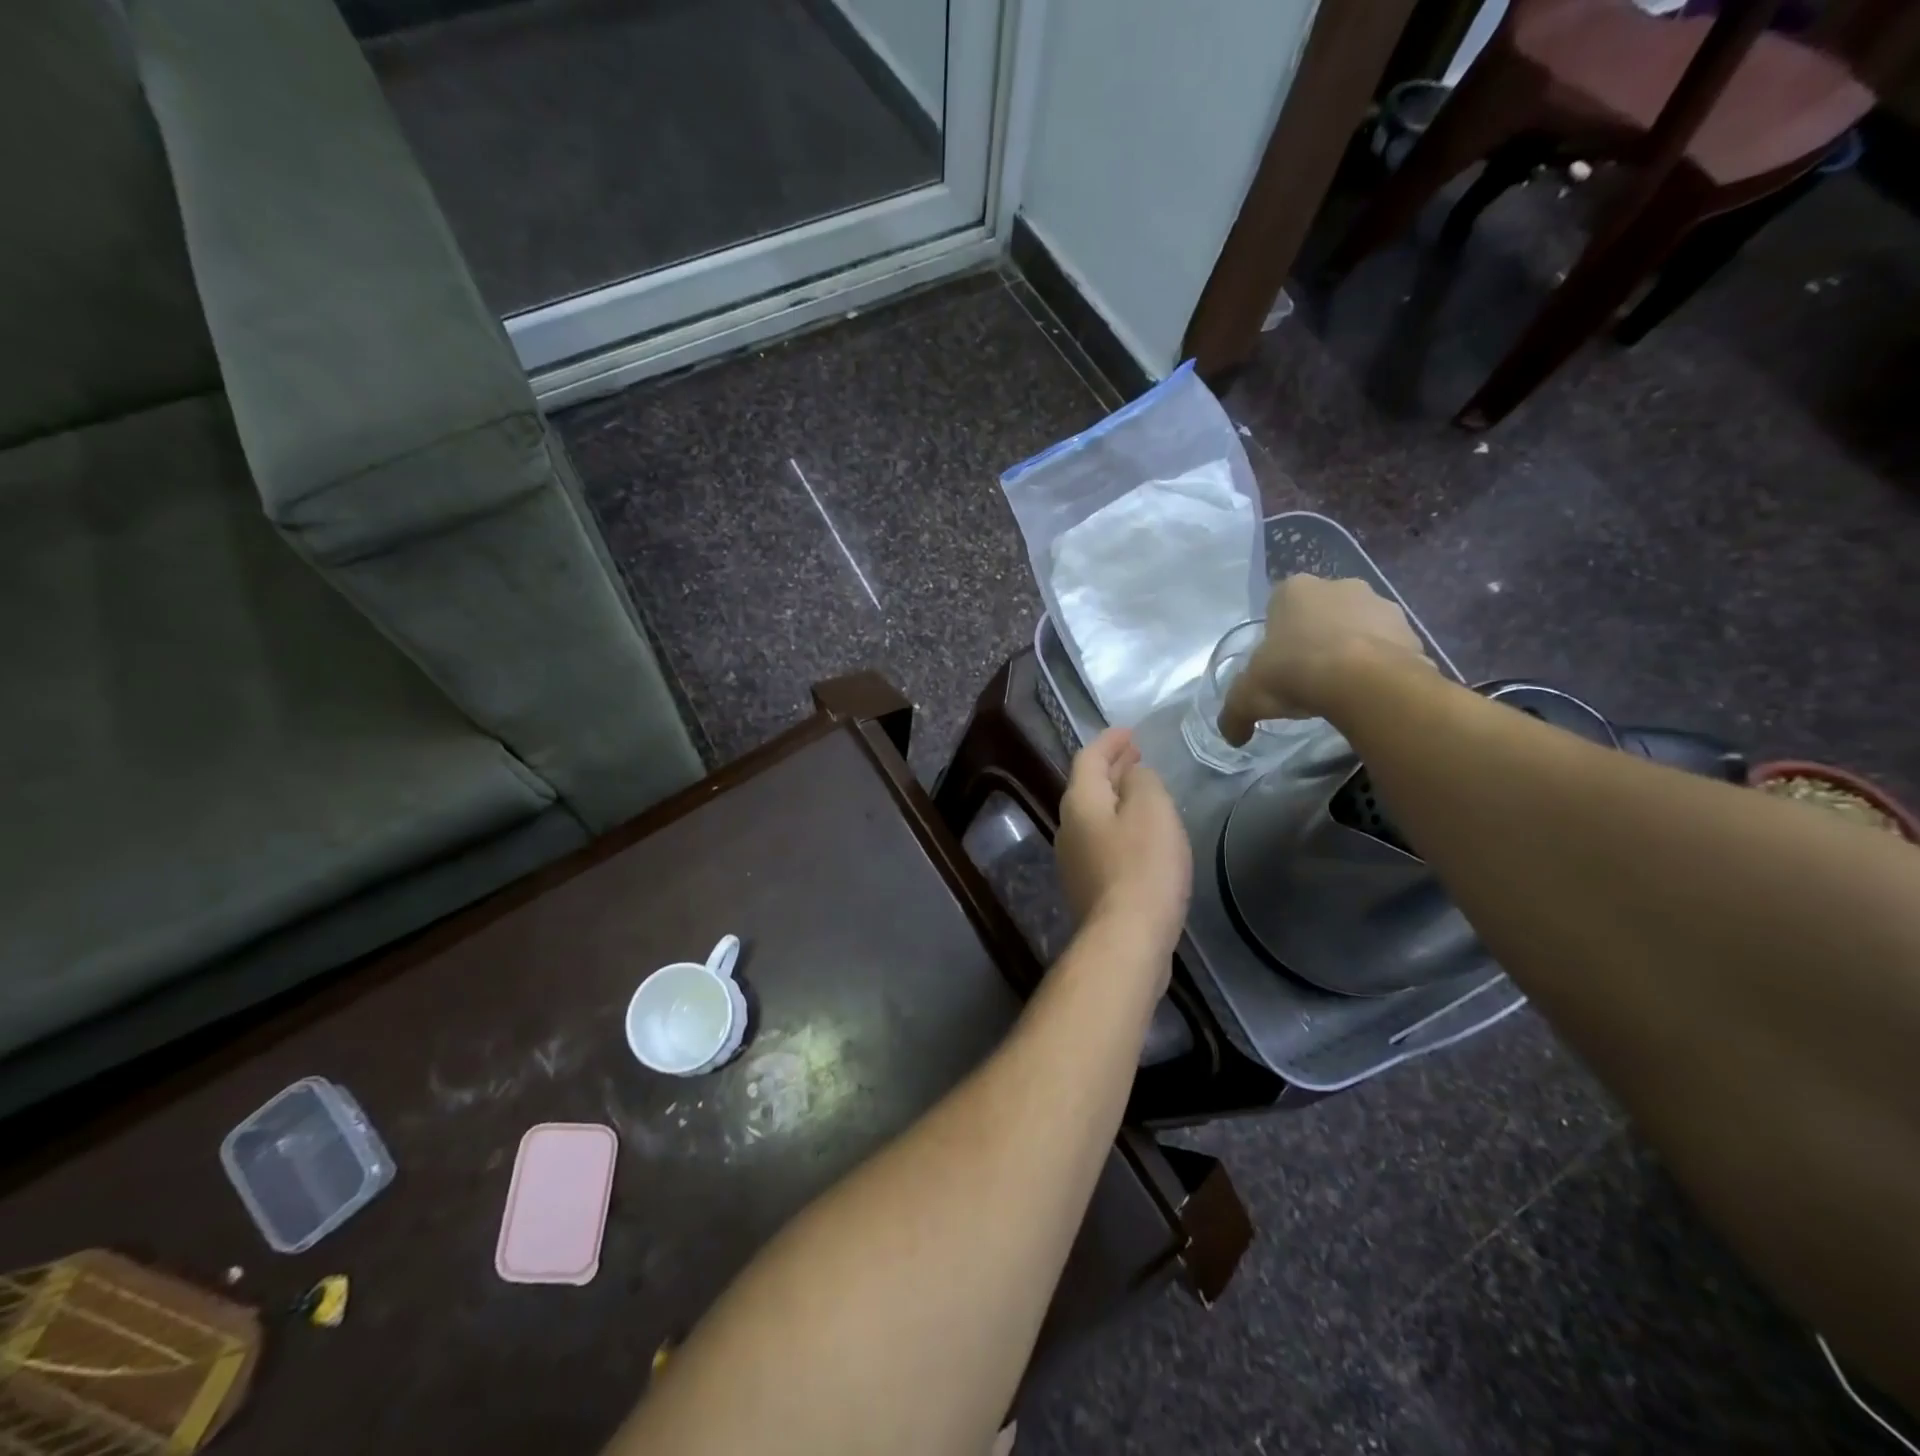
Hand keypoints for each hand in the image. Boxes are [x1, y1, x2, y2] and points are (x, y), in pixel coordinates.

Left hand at [1056, 728, 1191, 964]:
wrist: (1126, 937)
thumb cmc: (1143, 866)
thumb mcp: (1151, 809)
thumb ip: (1142, 781)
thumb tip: (1131, 775)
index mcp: (1079, 802)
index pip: (1089, 758)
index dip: (1110, 741)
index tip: (1129, 732)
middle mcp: (1068, 826)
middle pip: (1088, 786)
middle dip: (1112, 767)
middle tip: (1136, 755)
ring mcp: (1074, 859)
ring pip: (1094, 815)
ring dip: (1116, 797)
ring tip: (1141, 789)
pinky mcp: (1089, 886)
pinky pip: (1102, 841)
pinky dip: (1119, 825)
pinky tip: (1140, 833)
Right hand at [1218, 575, 1432, 744]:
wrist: (1363, 682)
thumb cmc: (1294, 673)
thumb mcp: (1247, 698)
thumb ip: (1234, 714)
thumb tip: (1232, 736)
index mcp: (1293, 590)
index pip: (1278, 608)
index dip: (1277, 638)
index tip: (1278, 666)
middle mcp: (1338, 585)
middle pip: (1320, 613)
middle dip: (1315, 638)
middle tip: (1307, 676)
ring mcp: (1379, 603)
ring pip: (1357, 626)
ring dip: (1350, 649)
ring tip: (1341, 688)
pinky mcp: (1410, 628)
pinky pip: (1387, 647)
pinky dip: (1379, 664)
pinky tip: (1367, 691)